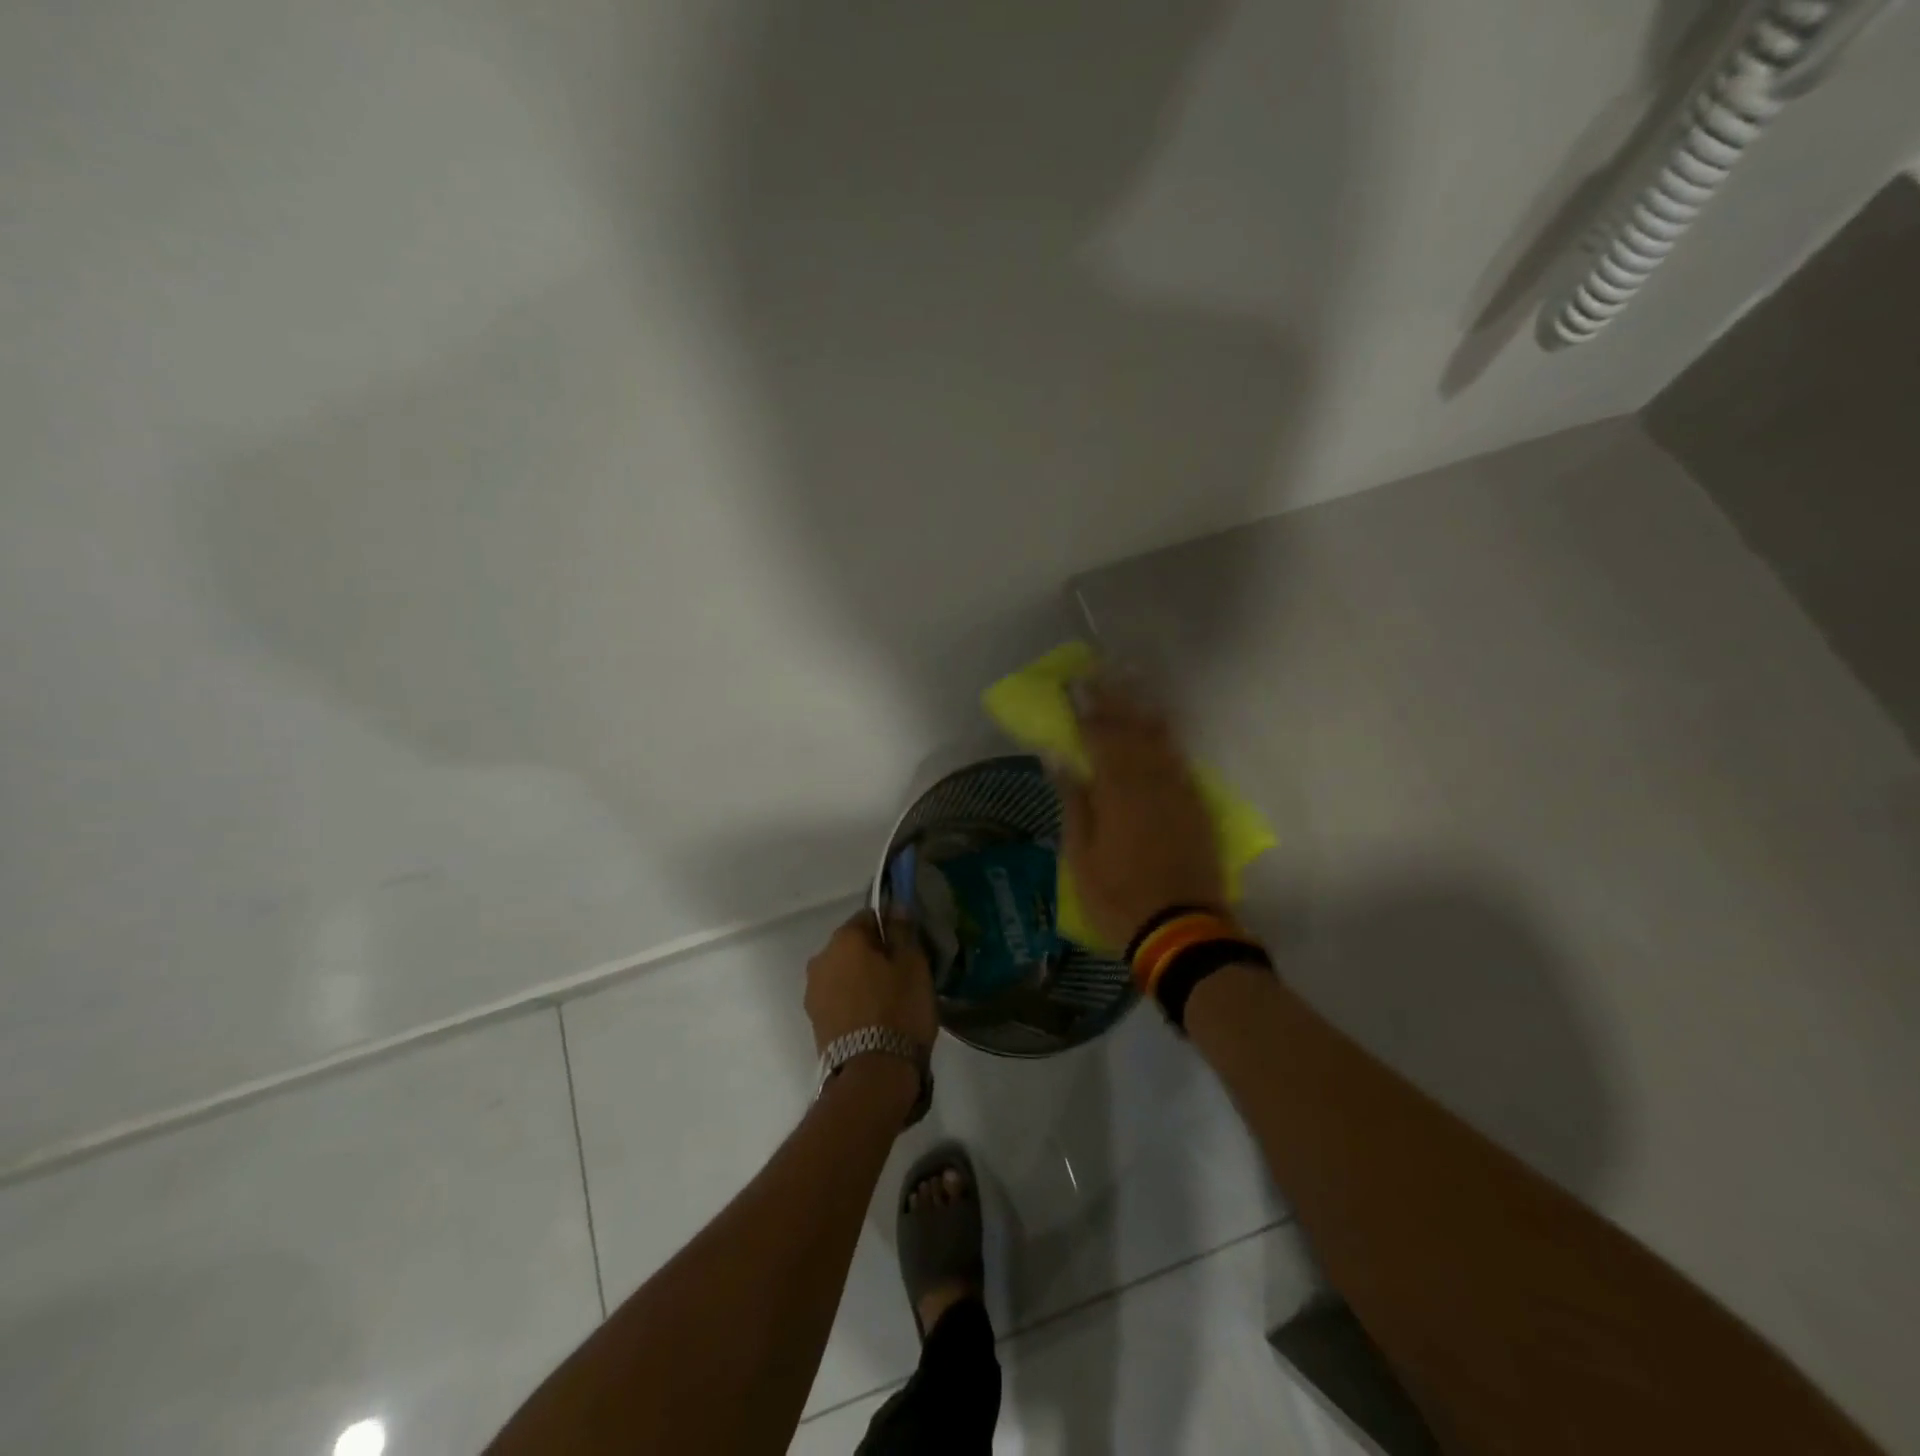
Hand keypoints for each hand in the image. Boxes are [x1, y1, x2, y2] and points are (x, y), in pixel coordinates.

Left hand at [804, 911, 937, 1055]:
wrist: (872, 1074)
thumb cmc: (898, 1009)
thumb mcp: (912, 964)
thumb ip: (902, 931)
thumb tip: (894, 906)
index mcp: (843, 938)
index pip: (869, 917)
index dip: (891, 929)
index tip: (908, 949)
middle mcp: (820, 959)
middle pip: (852, 947)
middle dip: (874, 955)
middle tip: (902, 976)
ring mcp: (813, 993)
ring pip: (844, 974)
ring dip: (862, 980)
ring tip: (890, 1002)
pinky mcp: (815, 1022)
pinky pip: (839, 1000)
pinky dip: (854, 1003)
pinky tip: (875, 1021)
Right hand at [1059, 678, 1224, 947]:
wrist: (1183, 931)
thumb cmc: (1119, 897)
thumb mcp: (1081, 856)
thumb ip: (1074, 801)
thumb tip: (1060, 757)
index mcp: (1119, 793)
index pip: (1100, 737)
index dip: (1085, 709)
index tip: (1072, 686)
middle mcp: (1152, 782)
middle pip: (1132, 730)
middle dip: (1113, 700)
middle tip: (1097, 676)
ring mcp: (1179, 793)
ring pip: (1160, 740)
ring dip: (1141, 711)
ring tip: (1128, 689)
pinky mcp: (1197, 807)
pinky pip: (1179, 761)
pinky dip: (1165, 739)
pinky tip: (1158, 730)